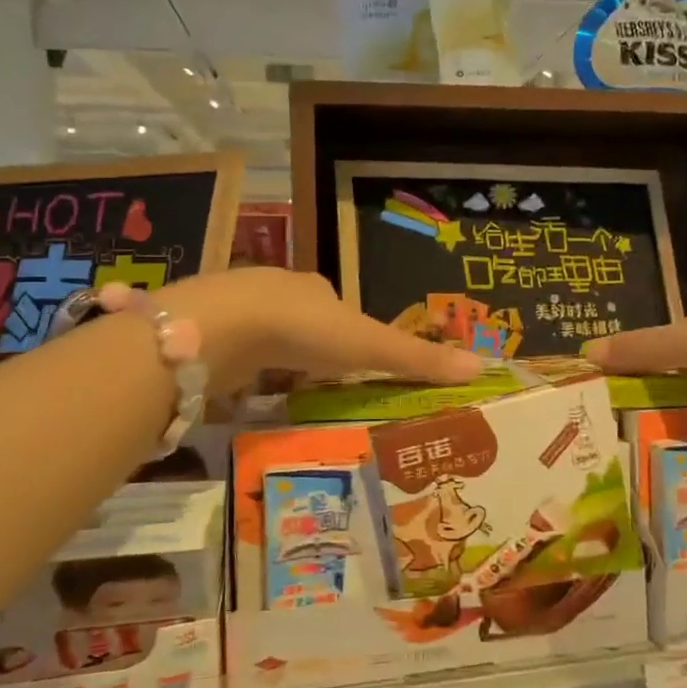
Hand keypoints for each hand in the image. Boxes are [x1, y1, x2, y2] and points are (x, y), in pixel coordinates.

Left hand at [137, 269, 484, 394]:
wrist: (220, 328)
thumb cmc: (304, 330)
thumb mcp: (369, 347)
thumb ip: (418, 360)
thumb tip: (481, 367)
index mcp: (314, 288)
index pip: (336, 308)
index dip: (346, 336)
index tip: (351, 365)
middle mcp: (274, 291)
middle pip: (299, 322)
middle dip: (307, 352)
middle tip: (318, 387)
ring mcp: (234, 311)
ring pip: (261, 339)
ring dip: (272, 364)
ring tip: (281, 399)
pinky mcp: (205, 336)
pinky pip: (229, 357)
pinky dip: (239, 376)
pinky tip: (241, 399)